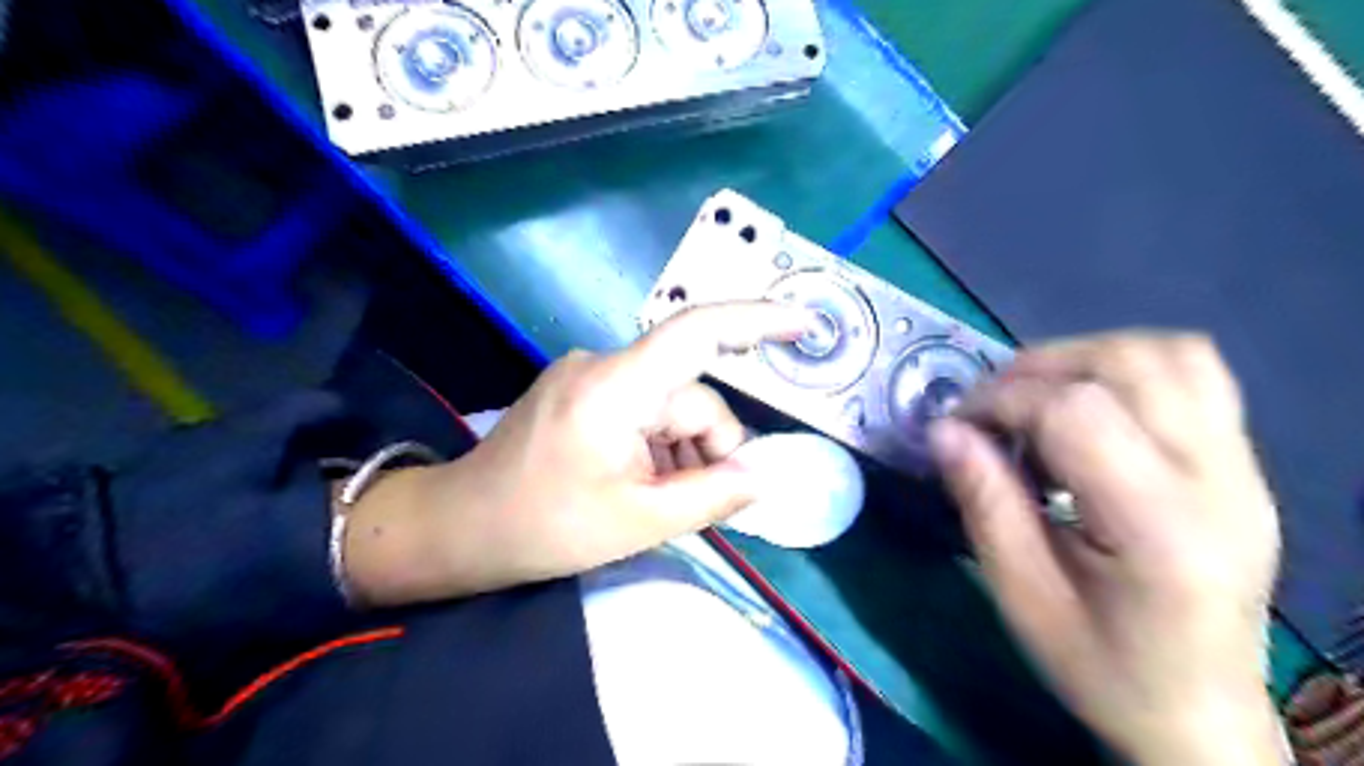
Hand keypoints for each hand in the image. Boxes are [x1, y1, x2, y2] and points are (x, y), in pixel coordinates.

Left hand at [342, 304, 808, 606]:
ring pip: (668, 407)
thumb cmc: (541, 527)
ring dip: (680, 452)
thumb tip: (761, 478)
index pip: (697, 332)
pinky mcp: (581, 392)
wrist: (457, 528)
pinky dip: (657, 446)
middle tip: (700, 503)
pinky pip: (642, 410)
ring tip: (656, 502)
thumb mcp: (637, 522)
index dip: (756, 320)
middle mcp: (604, 366)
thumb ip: (710, 497)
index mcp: (616, 387)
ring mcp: (589, 377)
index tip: (804, 325)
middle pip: (689, 395)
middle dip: (707, 448)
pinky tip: (640, 484)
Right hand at [933, 333, 1285, 765]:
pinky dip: (1127, 369)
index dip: (1004, 402)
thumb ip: (985, 504)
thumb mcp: (1022, 596)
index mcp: (1163, 532)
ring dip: (1085, 358)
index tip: (959, 425)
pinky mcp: (1244, 464)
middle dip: (1039, 367)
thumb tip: (943, 429)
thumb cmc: (1103, 668)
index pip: (1079, 413)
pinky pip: (1194, 375)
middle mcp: (1221, 484)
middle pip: (1130, 365)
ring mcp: (1245, 468)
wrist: (1202, 714)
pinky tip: (1087, 406)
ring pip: (1170, 354)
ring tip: (1036, 398)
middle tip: (991, 406)